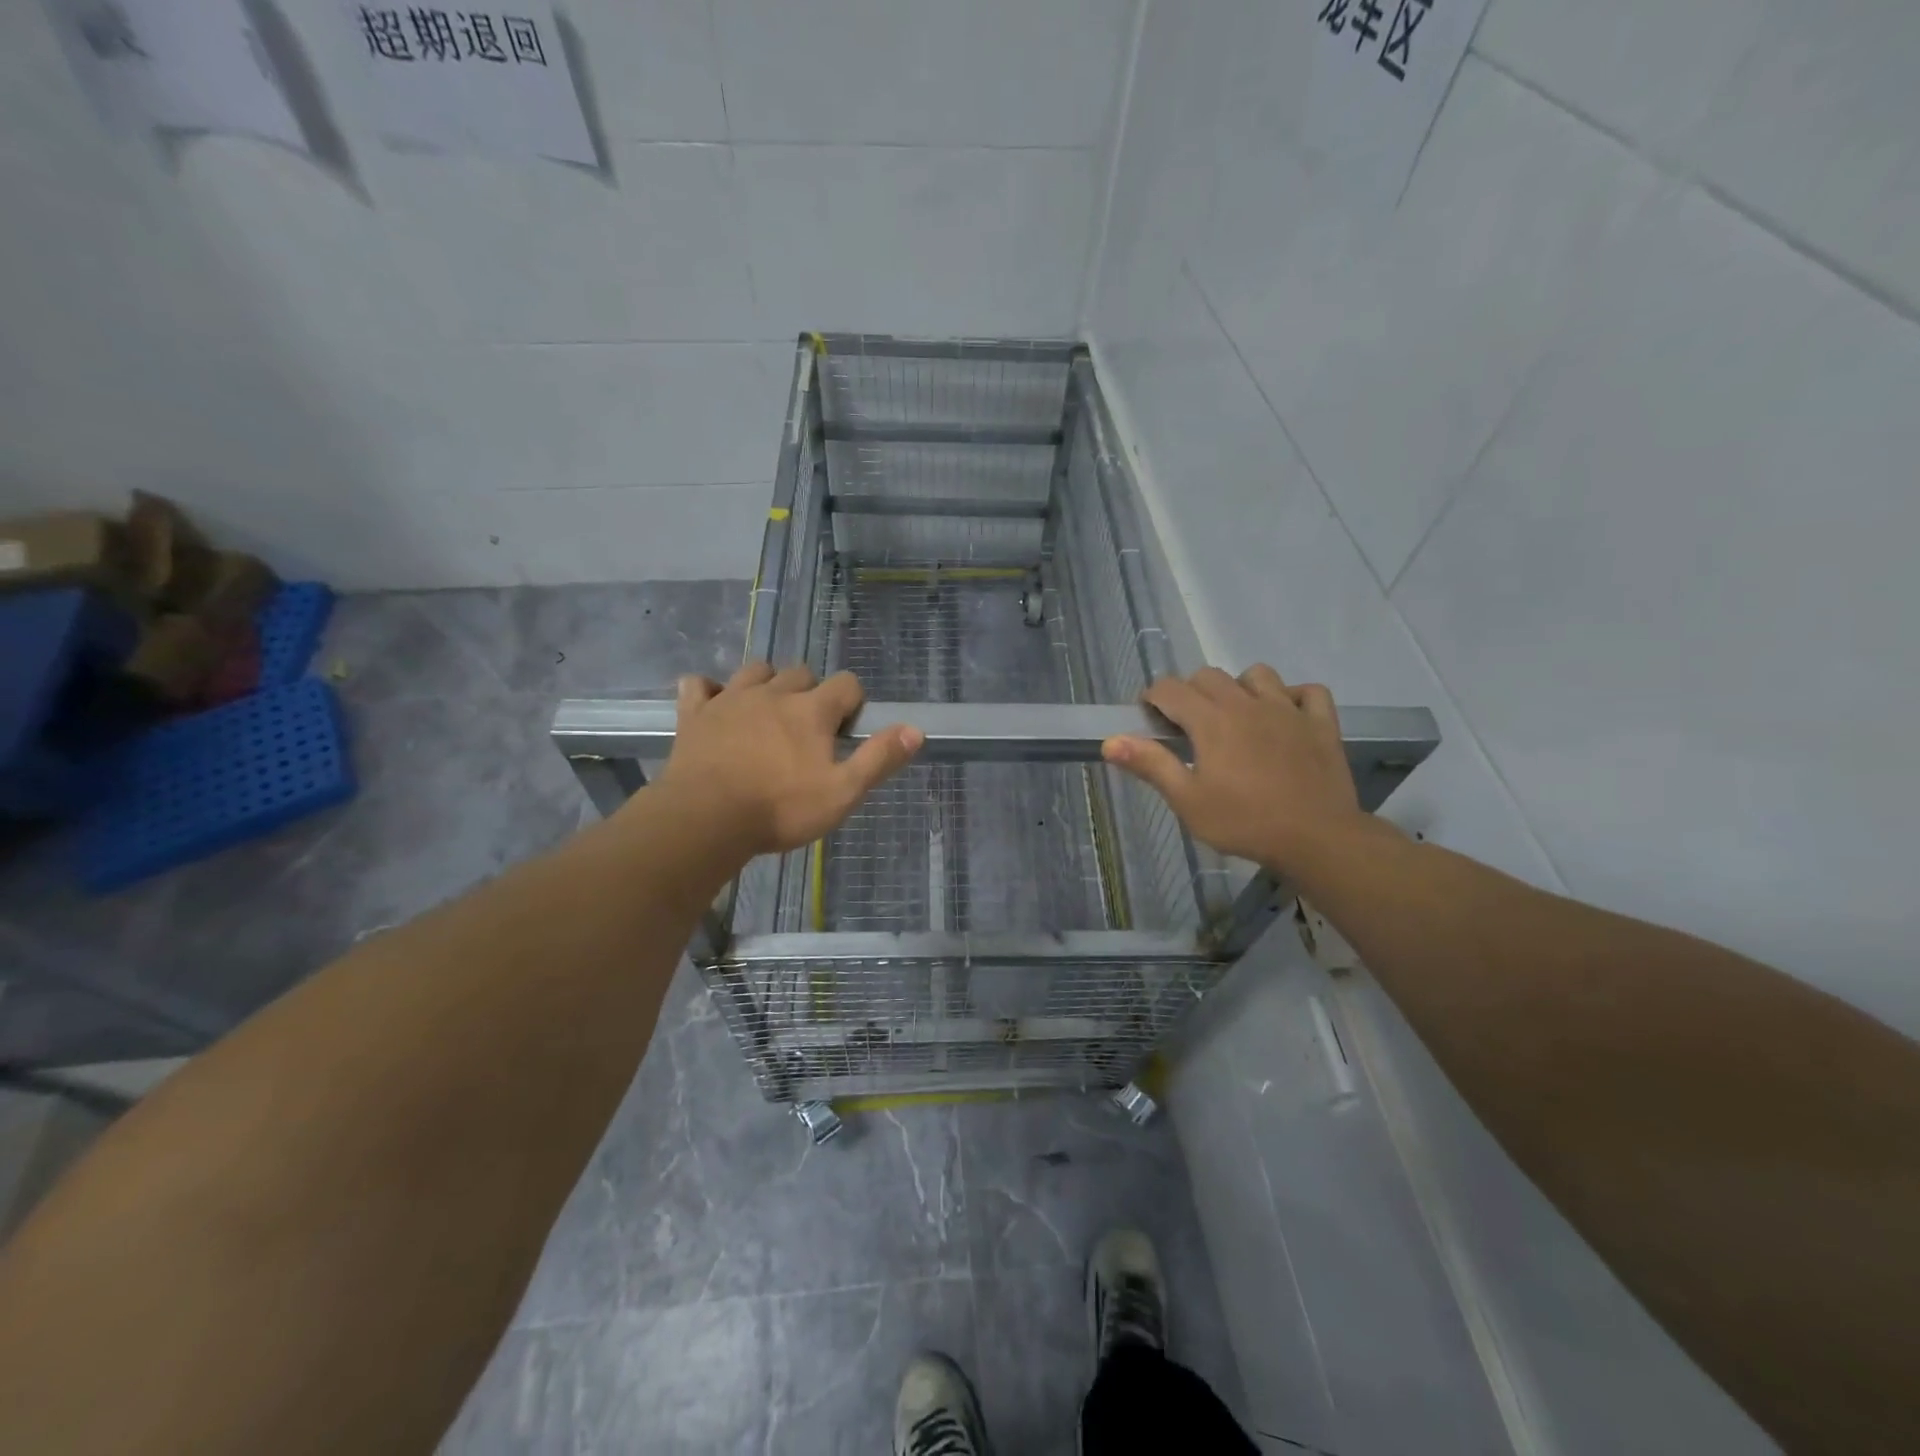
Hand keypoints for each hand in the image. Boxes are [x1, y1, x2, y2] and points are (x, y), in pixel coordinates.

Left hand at [647, 663, 921, 858]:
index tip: (846, 729)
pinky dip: (709, 690)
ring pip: (755, 671)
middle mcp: (773, 693)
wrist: (705, 819)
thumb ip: (879, 758)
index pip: (846, 684)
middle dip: (811, 692)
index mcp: (811, 710)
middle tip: (808, 728)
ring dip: (767, 683)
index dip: (852, 702)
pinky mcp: (695, 713)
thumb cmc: (780, 809)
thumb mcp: (842, 792)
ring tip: (768, 712)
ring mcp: (730, 699)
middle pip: (801, 673)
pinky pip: (698, 685)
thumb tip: (915, 730)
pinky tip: (714, 705)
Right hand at [1102, 665, 1365, 873]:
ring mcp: (1288, 709)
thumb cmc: (1244, 822)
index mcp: (1211, 720)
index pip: (1170, 688)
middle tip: (1187, 725)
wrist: (1317, 838)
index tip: (1149, 719)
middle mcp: (1247, 703)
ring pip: (1258, 675)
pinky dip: (1294, 697)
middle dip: (1190, 692)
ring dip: (1240, 687)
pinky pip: (1309, 692)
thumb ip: (1151, 765)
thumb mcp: (1188, 800)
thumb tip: (1110, 741)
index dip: (1153, 698)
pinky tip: (1285, 716)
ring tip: (1236, 716)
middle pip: (1209, 676)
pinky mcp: (1321, 723)